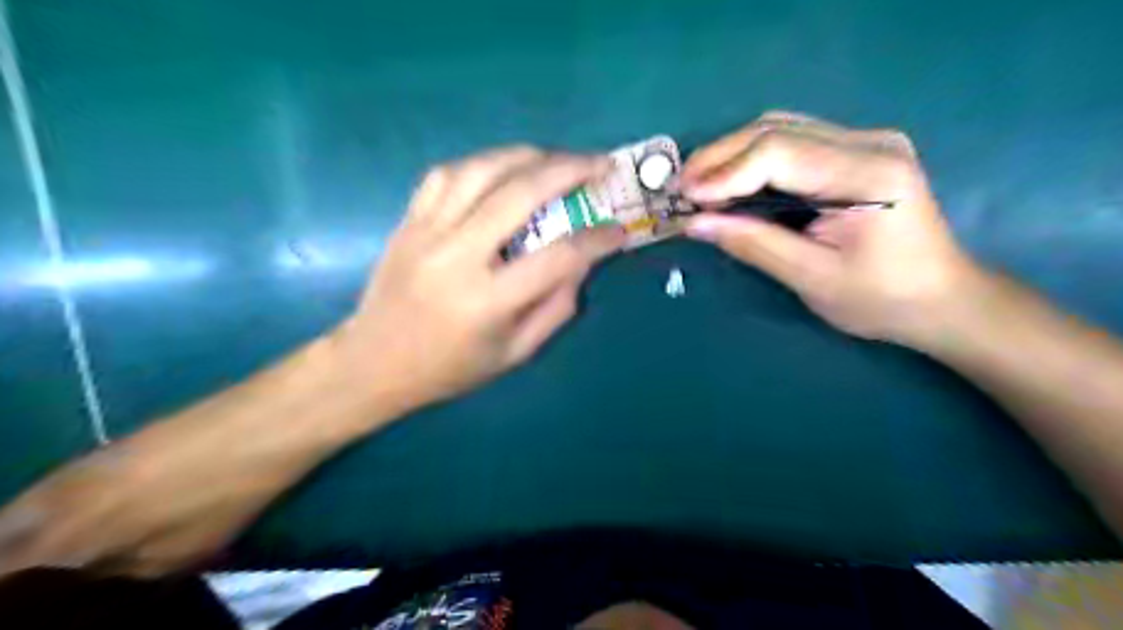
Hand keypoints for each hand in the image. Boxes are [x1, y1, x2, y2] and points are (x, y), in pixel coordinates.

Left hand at [334, 146, 628, 414]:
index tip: (619, 230)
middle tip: (599, 164)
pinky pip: (444, 175)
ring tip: (556, 157)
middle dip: (569, 170)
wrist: (374, 362)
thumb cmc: (450, 367)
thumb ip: (555, 308)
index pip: (558, 257)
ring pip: (480, 170)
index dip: (597, 239)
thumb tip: (583, 263)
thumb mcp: (514, 354)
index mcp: (488, 301)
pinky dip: (480, 163)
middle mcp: (457, 257)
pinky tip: (502, 167)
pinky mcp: (408, 222)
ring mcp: (427, 233)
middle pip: (520, 194)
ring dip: (526, 155)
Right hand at [680, 111, 979, 348]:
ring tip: (698, 184)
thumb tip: (694, 223)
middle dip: (720, 157)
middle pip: (776, 129)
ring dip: (732, 154)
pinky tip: (731, 181)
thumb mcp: (812, 278)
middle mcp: (868, 142)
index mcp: (867, 174)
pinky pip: (791, 142)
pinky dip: (752, 159)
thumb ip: (752, 244)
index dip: (724, 173)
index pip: (779, 153)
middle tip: (681, 187)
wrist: (941, 299)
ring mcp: (864, 141)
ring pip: (780, 128)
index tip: (685, 198)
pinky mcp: (855, 152)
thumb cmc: (882, 299)